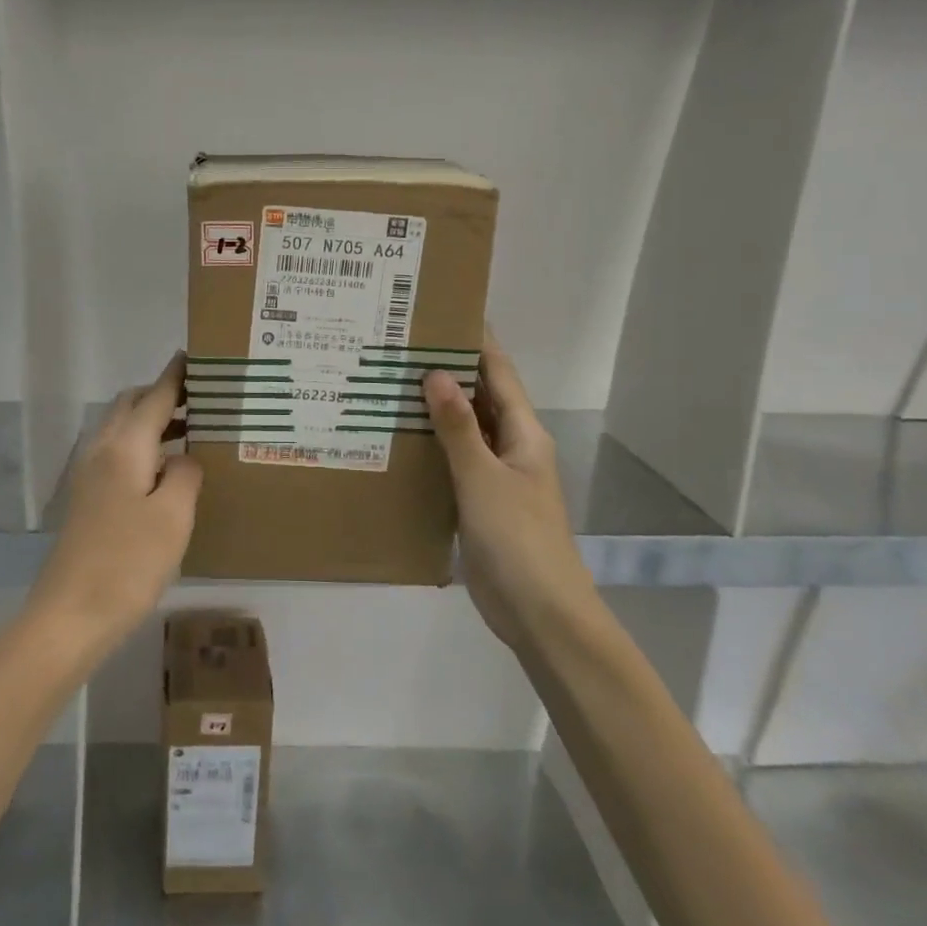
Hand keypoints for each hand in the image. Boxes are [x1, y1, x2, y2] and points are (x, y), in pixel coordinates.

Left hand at [27, 353, 202, 659]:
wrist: (70, 616)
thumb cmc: (127, 563)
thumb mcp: (173, 517)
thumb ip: (185, 475)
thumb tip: (185, 458)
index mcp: (124, 447)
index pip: (154, 397)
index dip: (175, 376)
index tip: (195, 356)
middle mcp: (102, 451)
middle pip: (130, 405)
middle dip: (162, 394)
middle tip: (201, 398)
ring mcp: (90, 476)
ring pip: (122, 430)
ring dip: (153, 421)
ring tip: (192, 430)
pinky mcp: (88, 500)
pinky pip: (119, 454)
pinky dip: (144, 447)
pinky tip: (166, 471)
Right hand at [423, 331, 595, 659]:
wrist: (540, 613)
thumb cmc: (518, 538)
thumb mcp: (483, 477)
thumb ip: (458, 427)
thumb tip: (435, 373)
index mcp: (523, 433)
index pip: (498, 372)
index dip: (475, 341)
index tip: (440, 312)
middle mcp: (511, 447)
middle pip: (480, 398)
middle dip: (446, 372)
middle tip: (397, 348)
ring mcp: (495, 477)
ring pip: (463, 431)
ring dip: (434, 410)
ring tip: (386, 385)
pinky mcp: (478, 503)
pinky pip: (452, 463)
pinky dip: (429, 448)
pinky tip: (395, 442)